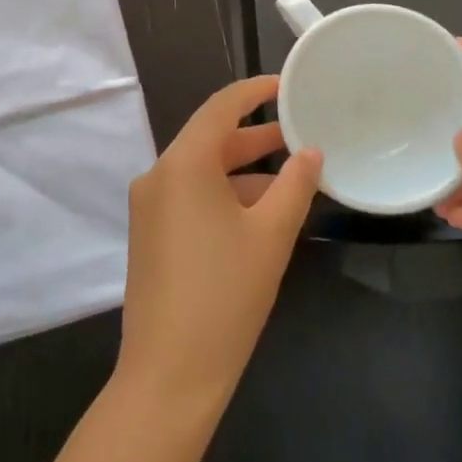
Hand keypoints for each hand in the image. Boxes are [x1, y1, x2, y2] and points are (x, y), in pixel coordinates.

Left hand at [117, 76, 320, 410]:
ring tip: (293, 177)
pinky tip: (261, 213)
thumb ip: (295, 185)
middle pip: (211, 139)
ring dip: (244, 170)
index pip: (220, 107)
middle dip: (257, 136)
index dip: (255, 91)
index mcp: (182, 164)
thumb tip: (311, 152)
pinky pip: (191, 197)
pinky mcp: (150, 234)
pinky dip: (225, 195)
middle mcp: (158, 176)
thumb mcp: (271, 236)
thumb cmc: (225, 295)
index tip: (287, 85)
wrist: (169, 375)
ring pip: (203, 171)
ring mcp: (150, 207)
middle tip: (301, 132)